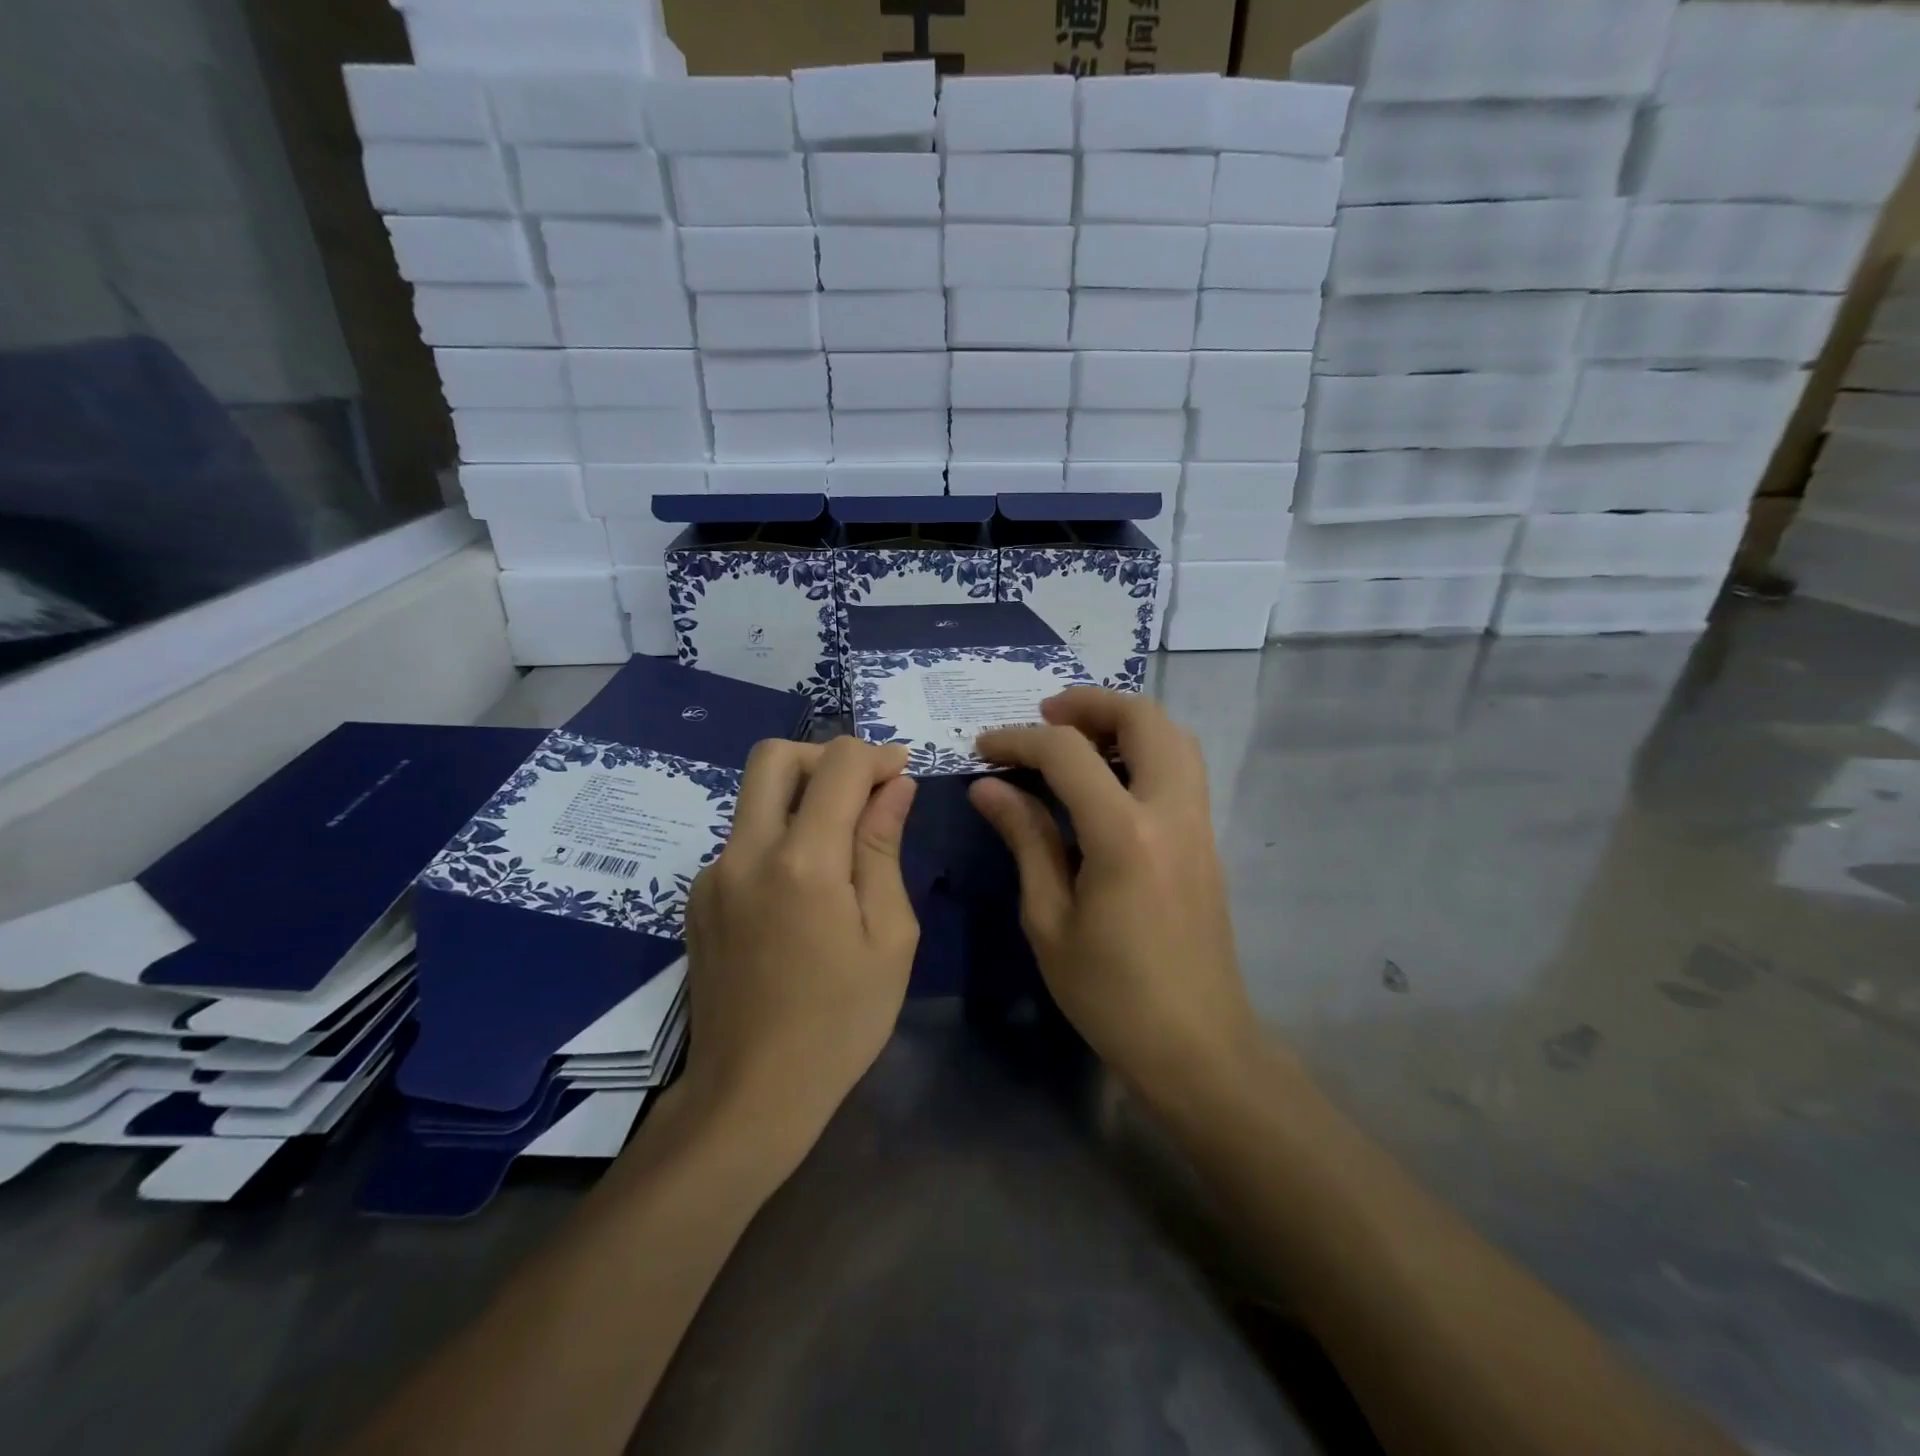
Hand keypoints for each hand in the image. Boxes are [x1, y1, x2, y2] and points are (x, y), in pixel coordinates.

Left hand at [676, 736, 918, 1165]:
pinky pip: (743, 841)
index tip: (902, 774)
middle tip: (863, 791)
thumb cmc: (841, 1021)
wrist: (751, 1095)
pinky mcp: (697, 898)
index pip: (839, 765)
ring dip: (802, 798)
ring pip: (755, 798)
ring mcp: (712, 875)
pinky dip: (779, 838)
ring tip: (841, 848)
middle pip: (774, 757)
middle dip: (826, 757)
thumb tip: (895, 785)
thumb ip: (884, 848)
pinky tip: (802, 893)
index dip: (877, 756)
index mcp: (802, 863)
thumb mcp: (888, 937)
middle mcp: (745, 853)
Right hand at [970, 689, 1259, 1108]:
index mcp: (1125, 835)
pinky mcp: (1207, 840)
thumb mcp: (1049, 920)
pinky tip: (1107, 779)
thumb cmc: (1111, 994)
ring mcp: (1198, 824)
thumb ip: (1025, 839)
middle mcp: (1171, 812)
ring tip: (1075, 740)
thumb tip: (988, 787)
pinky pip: (1181, 767)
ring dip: (1124, 721)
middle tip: (1044, 718)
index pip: (1068, 754)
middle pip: (1144, 718)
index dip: (1020, 740)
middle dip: (1089, 703)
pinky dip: (1144, 749)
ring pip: (1174, 735)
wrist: (1197, 1045)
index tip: (985, 748)